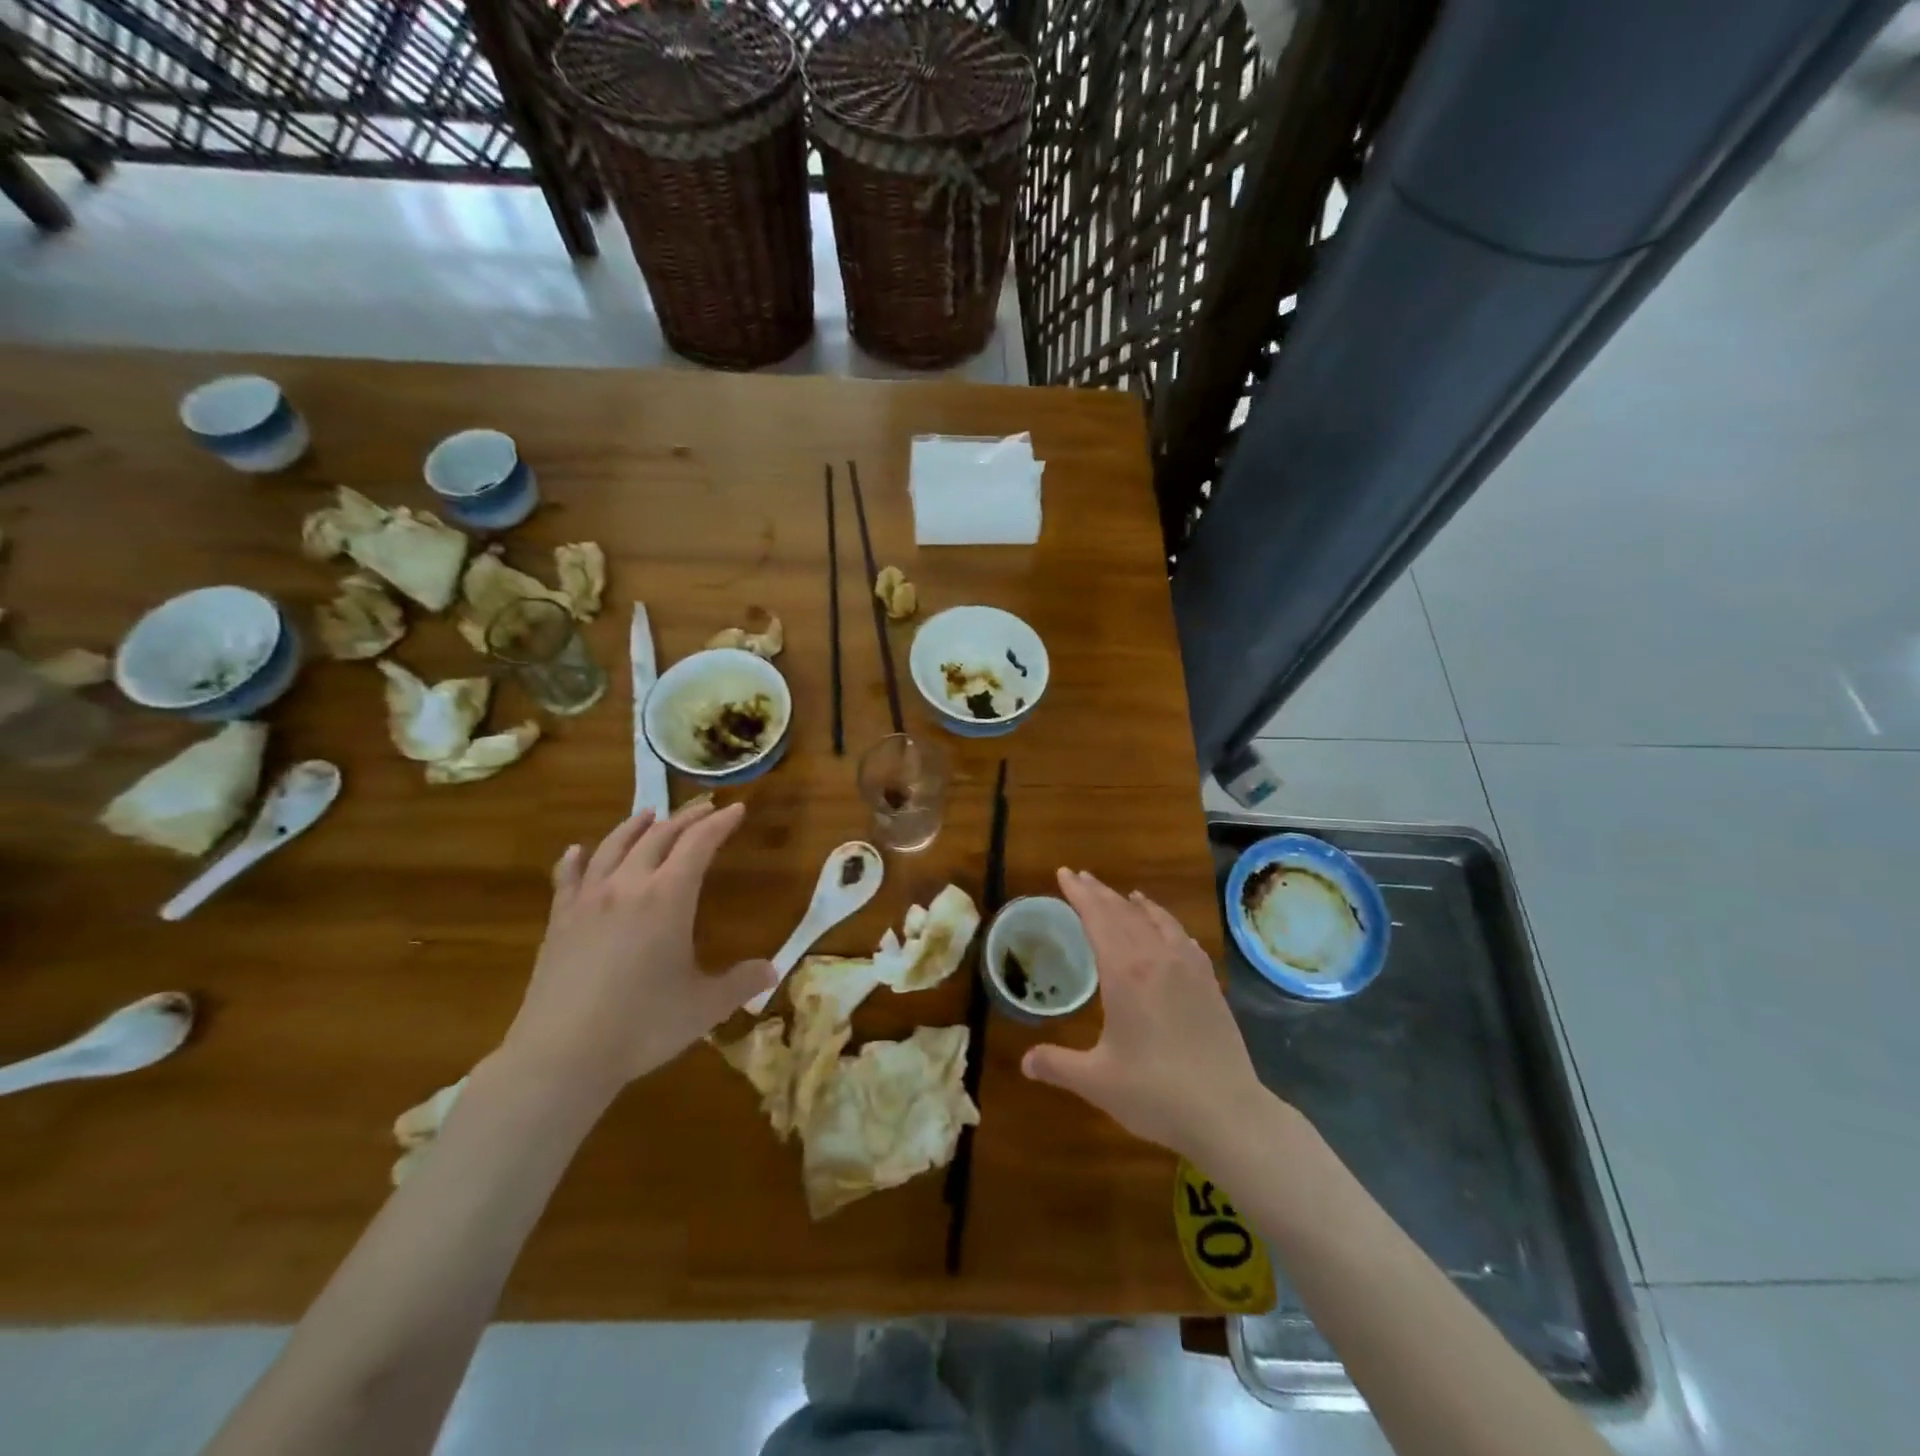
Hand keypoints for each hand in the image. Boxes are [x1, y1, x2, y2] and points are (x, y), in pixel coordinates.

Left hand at [497, 801, 774, 1100]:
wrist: (562, 1055)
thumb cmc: (642, 1026)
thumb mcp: (704, 1006)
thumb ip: (740, 983)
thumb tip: (772, 970)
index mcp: (668, 897)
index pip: (699, 844)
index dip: (720, 824)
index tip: (736, 808)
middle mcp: (628, 886)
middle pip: (659, 836)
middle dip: (685, 819)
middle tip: (704, 810)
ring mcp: (588, 900)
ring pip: (613, 847)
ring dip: (635, 826)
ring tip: (649, 814)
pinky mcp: (559, 921)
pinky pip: (568, 877)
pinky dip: (577, 858)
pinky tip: (577, 851)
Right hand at [1021, 869, 1267, 1160]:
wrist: (1228, 1113)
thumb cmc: (1156, 1094)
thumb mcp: (1097, 1082)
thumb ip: (1058, 1065)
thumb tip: (1024, 1062)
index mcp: (1125, 973)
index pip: (1098, 919)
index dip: (1079, 894)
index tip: (1064, 874)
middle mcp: (1157, 959)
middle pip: (1124, 913)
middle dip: (1100, 893)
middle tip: (1081, 877)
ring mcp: (1188, 968)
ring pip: (1157, 920)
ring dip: (1134, 904)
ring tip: (1123, 895)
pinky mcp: (1210, 984)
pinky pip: (1184, 939)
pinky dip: (1168, 924)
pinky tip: (1168, 930)